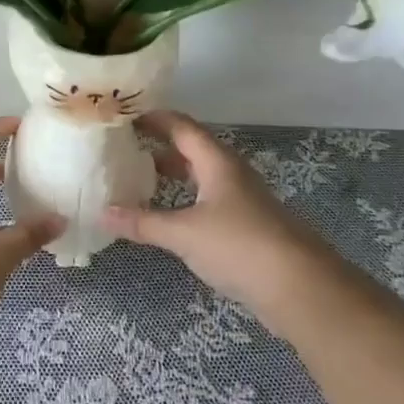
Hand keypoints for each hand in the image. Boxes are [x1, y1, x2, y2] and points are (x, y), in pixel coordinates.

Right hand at [102, 110, 344, 332]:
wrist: (301, 288)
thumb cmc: (239, 246)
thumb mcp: (184, 234)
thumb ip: (143, 223)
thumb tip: (103, 213)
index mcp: (217, 162)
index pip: (182, 126)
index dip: (154, 118)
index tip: (124, 116)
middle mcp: (231, 174)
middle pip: (192, 149)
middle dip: (159, 146)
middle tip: (123, 148)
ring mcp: (242, 200)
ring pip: (201, 176)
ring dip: (172, 175)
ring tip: (139, 180)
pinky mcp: (247, 226)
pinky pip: (208, 201)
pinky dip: (184, 200)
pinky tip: (168, 217)